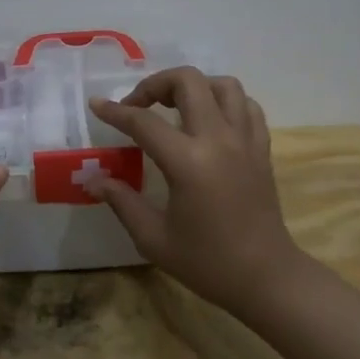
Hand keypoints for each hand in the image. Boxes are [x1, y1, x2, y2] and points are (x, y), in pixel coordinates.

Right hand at [88, 68, 308, 318]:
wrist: (265, 277)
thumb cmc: (207, 262)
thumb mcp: (153, 238)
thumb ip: (122, 202)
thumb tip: (94, 180)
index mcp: (187, 162)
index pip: (144, 122)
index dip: (116, 112)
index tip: (97, 105)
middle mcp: (218, 139)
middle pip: (188, 81)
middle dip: (156, 84)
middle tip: (139, 106)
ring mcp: (245, 140)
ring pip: (223, 84)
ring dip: (195, 87)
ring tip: (176, 106)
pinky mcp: (262, 148)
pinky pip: (247, 106)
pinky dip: (226, 102)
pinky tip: (211, 120)